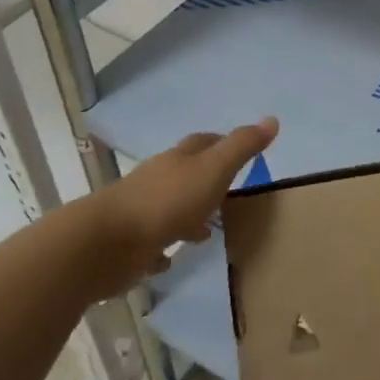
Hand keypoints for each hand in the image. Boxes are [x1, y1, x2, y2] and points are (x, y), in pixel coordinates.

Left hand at [79, 119, 278, 300]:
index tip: (244, 153)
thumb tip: (272, 120)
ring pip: (170, 208)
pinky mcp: (130, 244)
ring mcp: (141, 212)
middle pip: (185, 174)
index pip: (203, 142)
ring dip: (188, 216)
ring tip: (209, 232)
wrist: (107, 244)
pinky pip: (152, 243)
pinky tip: (173, 259)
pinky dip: (164, 247)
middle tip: (232, 196)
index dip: (223, 143)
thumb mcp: (213, 170)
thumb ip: (241, 148)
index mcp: (178, 160)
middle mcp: (157, 180)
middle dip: (207, 181)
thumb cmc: (166, 202)